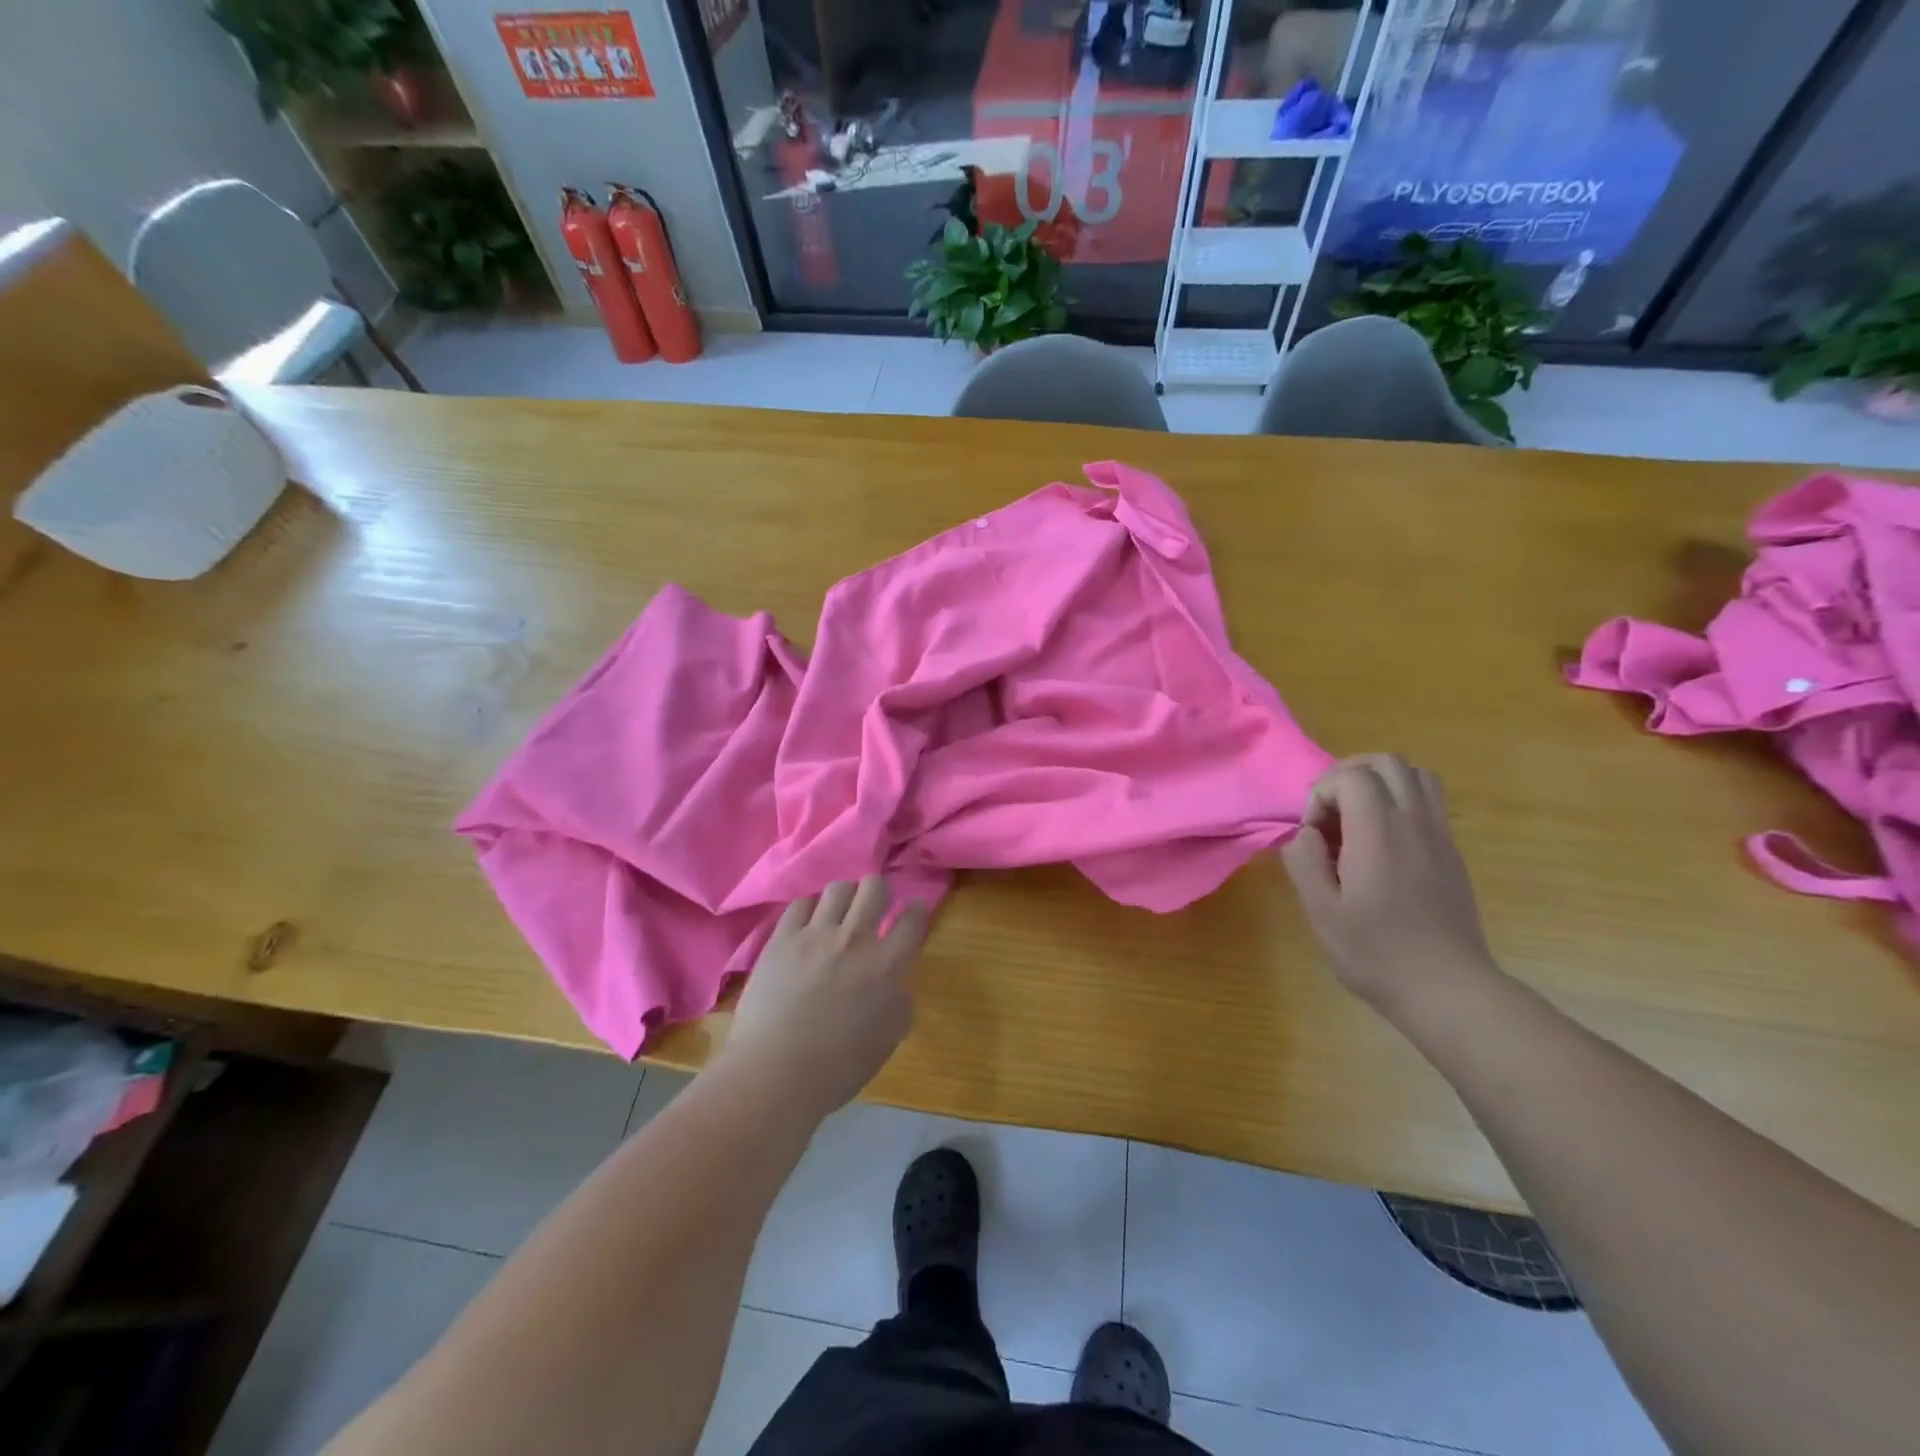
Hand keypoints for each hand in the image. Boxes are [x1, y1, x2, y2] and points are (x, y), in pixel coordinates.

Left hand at [720, 876, 928, 1119]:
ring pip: (838, 888)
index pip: (912, 920)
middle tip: (875, 904)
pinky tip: (808, 923)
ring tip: (840, 910)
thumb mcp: (888, 1040)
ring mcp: (815, 934)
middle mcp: (854, 939)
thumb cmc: (837, 1067)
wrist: (774, 1073)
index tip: (913, 910)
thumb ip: (899, 1002)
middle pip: (874, 887)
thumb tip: (895, 983)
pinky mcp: (781, 938)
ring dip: (845, 896)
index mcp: (887, 965)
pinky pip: (800, 904)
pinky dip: (810, 910)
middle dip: (879, 890)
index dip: (916, 910)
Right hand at [1281, 755, 1496, 1011]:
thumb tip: (1305, 833)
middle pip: (1386, 763)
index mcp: (1378, 832)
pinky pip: (1430, 802)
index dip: (1322, 794)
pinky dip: (1401, 802)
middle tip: (1330, 812)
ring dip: (1380, 782)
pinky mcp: (1452, 853)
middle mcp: (1414, 822)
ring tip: (1357, 817)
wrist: (1448, 989)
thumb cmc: (1376, 953)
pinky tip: (1383, 842)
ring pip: (1415, 775)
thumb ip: (1304, 861)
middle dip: (1349, 775)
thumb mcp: (1321, 911)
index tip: (1314, 834)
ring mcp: (1439, 836)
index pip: (1350, 776)